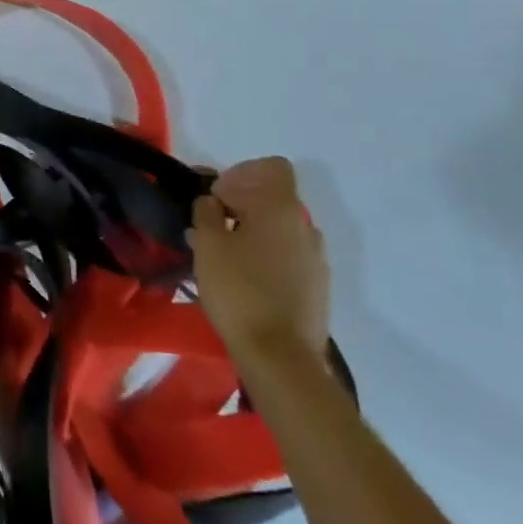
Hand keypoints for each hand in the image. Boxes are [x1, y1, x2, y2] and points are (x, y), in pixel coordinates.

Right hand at [189, 157, 330, 366]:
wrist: (280, 356)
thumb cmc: (238, 290)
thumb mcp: (207, 245)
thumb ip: (206, 213)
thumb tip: (211, 202)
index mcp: (281, 209)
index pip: (272, 167)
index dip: (242, 173)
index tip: (217, 196)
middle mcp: (306, 227)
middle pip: (274, 197)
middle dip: (241, 203)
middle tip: (209, 225)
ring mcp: (316, 258)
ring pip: (280, 229)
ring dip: (252, 230)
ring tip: (221, 254)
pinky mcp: (317, 287)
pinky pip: (288, 255)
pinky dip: (265, 255)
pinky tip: (242, 278)